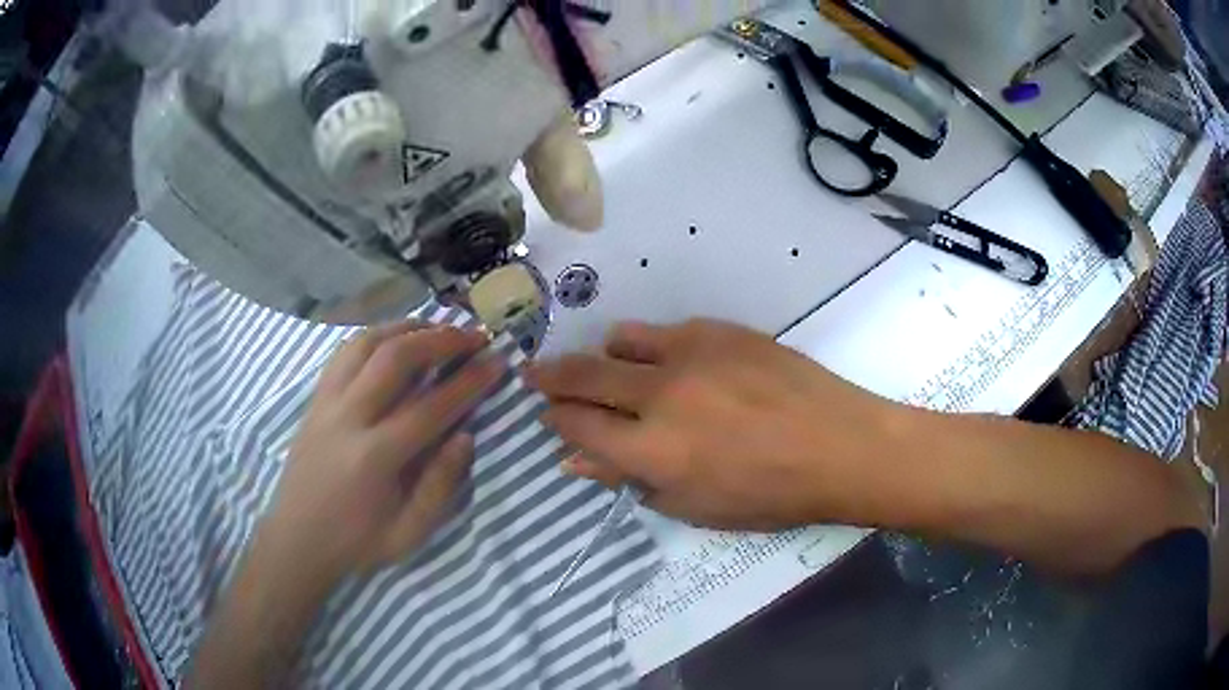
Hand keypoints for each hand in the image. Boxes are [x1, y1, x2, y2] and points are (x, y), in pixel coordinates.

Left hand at [258, 321, 503, 585]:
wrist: (297, 540)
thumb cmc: (357, 542)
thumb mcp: (409, 533)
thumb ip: (440, 485)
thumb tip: (466, 436)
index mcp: (375, 457)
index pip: (431, 407)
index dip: (470, 382)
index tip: (498, 362)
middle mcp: (347, 418)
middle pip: (395, 358)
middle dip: (440, 339)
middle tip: (472, 335)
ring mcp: (326, 403)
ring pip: (365, 343)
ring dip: (405, 328)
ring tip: (436, 328)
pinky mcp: (315, 399)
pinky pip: (344, 353)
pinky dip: (375, 337)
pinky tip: (393, 341)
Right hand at [527, 319, 901, 530]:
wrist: (839, 446)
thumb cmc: (770, 495)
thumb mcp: (694, 506)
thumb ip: (631, 480)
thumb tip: (578, 459)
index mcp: (653, 450)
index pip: (577, 424)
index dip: (556, 420)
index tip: (550, 417)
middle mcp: (661, 395)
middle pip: (583, 375)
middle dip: (552, 378)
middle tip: (537, 376)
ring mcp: (691, 354)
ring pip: (620, 341)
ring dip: (603, 357)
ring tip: (608, 369)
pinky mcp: (720, 331)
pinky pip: (666, 330)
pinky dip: (651, 346)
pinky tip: (667, 363)